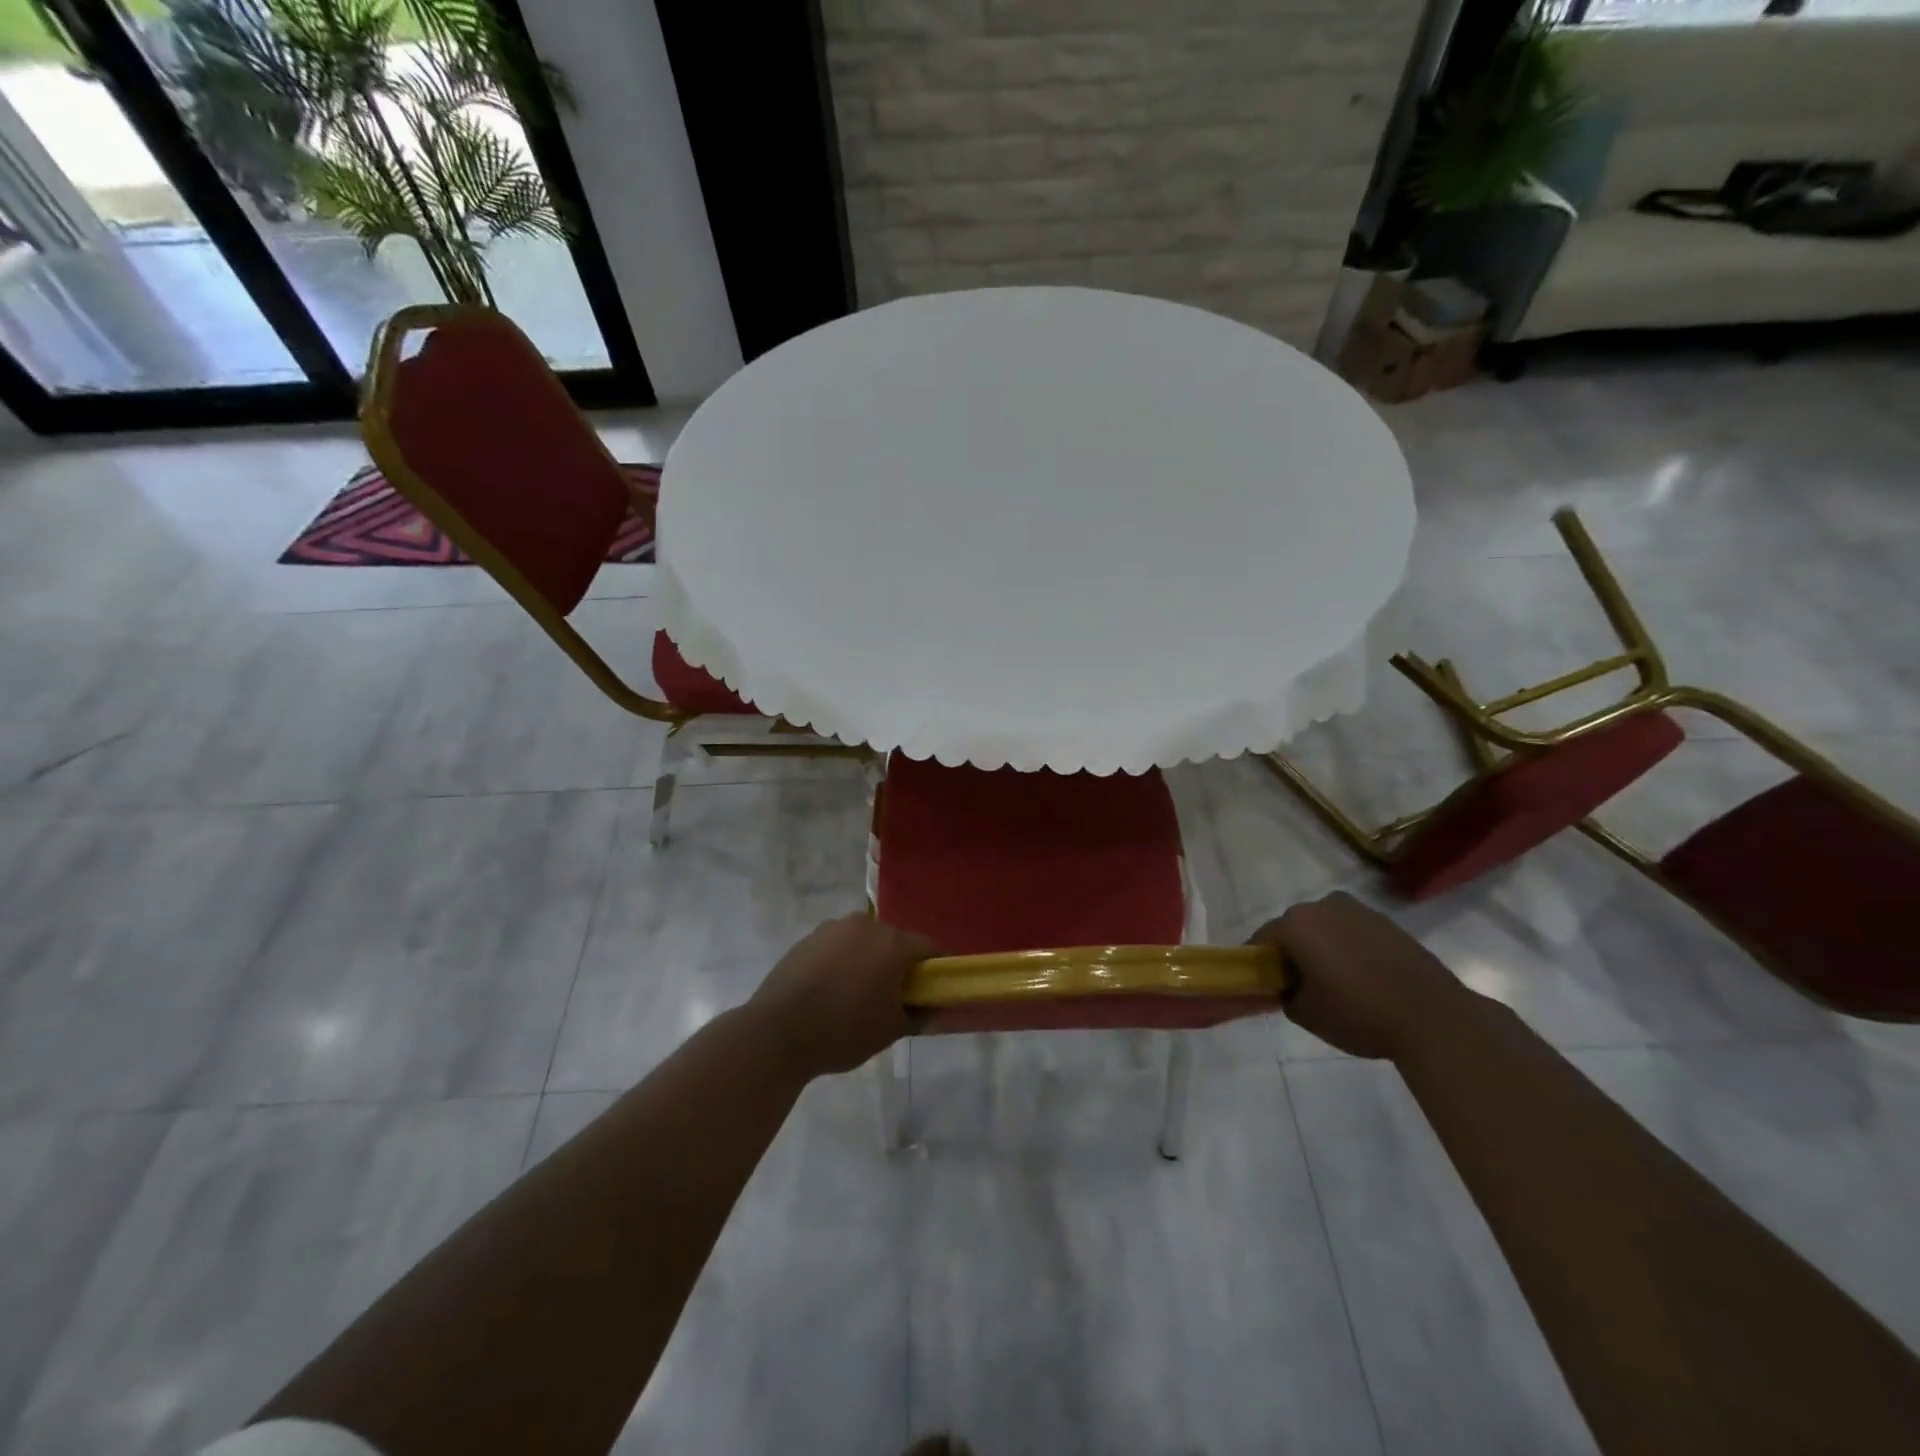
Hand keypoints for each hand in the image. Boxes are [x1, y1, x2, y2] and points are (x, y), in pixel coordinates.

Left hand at [747, 914, 941, 1079]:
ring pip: (865, 941)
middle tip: (898, 997)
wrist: (776, 1032)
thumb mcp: (890, 1031)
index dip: (938, 968)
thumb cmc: (843, 1031)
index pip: (930, 948)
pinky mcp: (808, 937)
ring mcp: (833, 928)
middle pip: (896, 941)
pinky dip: (844, 961)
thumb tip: (936, 1011)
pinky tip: (832, 990)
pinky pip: (839, 946)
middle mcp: (866, 925)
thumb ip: (919, 1016)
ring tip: (860, 995)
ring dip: (870, 960)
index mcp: (892, 943)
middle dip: (901, 964)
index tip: (938, 989)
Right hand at [1249, 892, 1475, 1060]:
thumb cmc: (1358, 1013)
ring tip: (1336, 983)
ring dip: (1323, 948)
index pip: (1262, 939)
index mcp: (1296, 923)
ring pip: (1327, 928)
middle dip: (1293, 952)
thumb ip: (1285, 995)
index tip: (1266, 986)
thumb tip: (1289, 987)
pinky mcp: (1389, 923)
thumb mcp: (1306, 1015)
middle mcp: (1323, 906)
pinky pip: (1354, 933)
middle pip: (1295, 928)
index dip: (1260, 963)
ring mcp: (1360, 911)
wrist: (1433, 1017)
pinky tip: (1363, 979)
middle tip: (1300, 986)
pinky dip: (1351, 950)